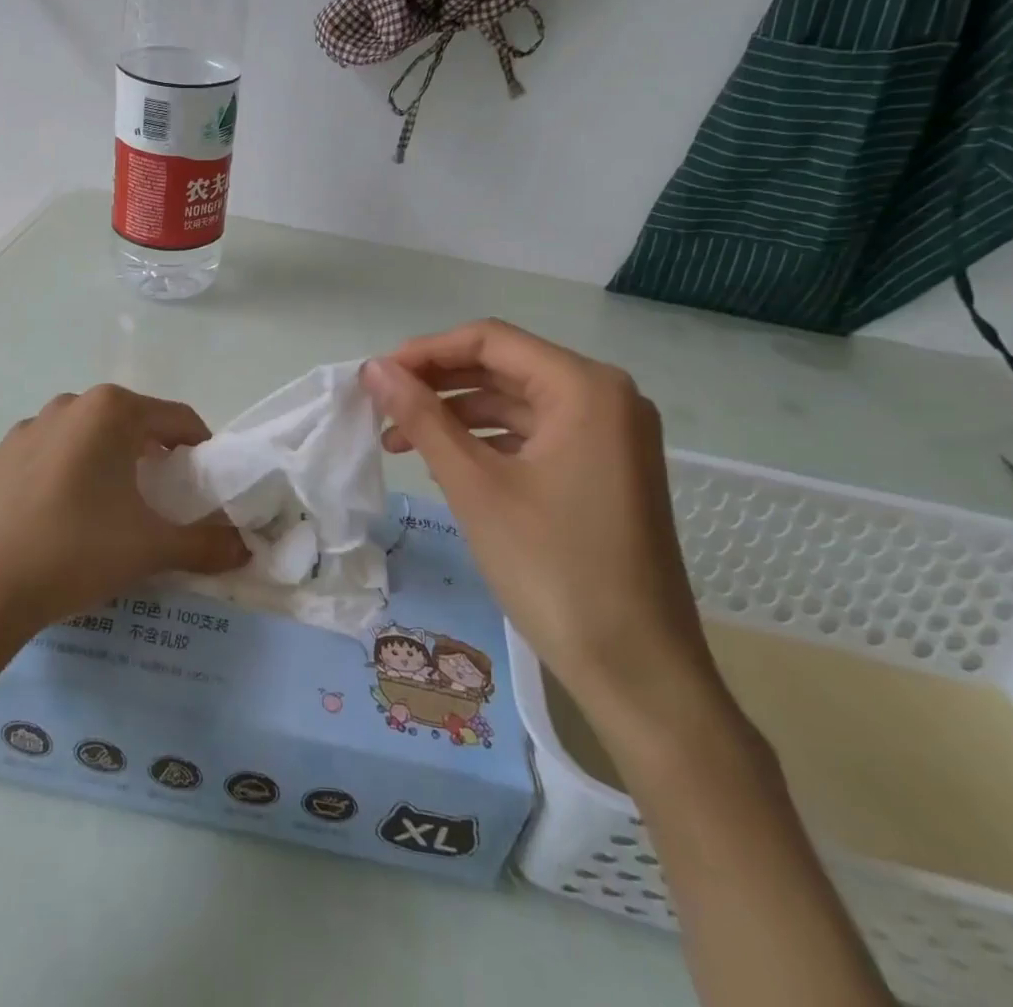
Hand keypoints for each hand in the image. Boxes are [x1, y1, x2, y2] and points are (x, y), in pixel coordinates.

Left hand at [0, 385, 248, 647]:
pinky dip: (59, 478)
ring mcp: (22, 430)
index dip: (200, 449)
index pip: (177, 418)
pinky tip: (54, 521)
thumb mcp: (150, 548)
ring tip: (105, 512)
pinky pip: (41, 460)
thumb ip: (206, 544)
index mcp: (111, 411)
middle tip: (159, 500)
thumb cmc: (75, 551)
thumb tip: (246, 549)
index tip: (204, 485)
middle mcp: (67, 406)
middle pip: (128, 423)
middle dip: (151, 455)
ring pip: (82, 438)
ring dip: (103, 463)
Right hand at [362, 321, 726, 744]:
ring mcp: (610, 435)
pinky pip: (536, 435)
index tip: (376, 375)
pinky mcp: (605, 469)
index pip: (491, 340)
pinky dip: (488, 442)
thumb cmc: (554, 569)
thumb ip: (423, 418)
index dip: (427, 351)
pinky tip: (445, 461)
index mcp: (585, 387)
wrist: (638, 673)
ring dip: (457, 415)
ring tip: (399, 440)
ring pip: (517, 403)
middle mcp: (606, 397)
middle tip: (381, 406)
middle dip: (438, 384)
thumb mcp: (476, 486)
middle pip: (505, 367)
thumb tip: (374, 368)